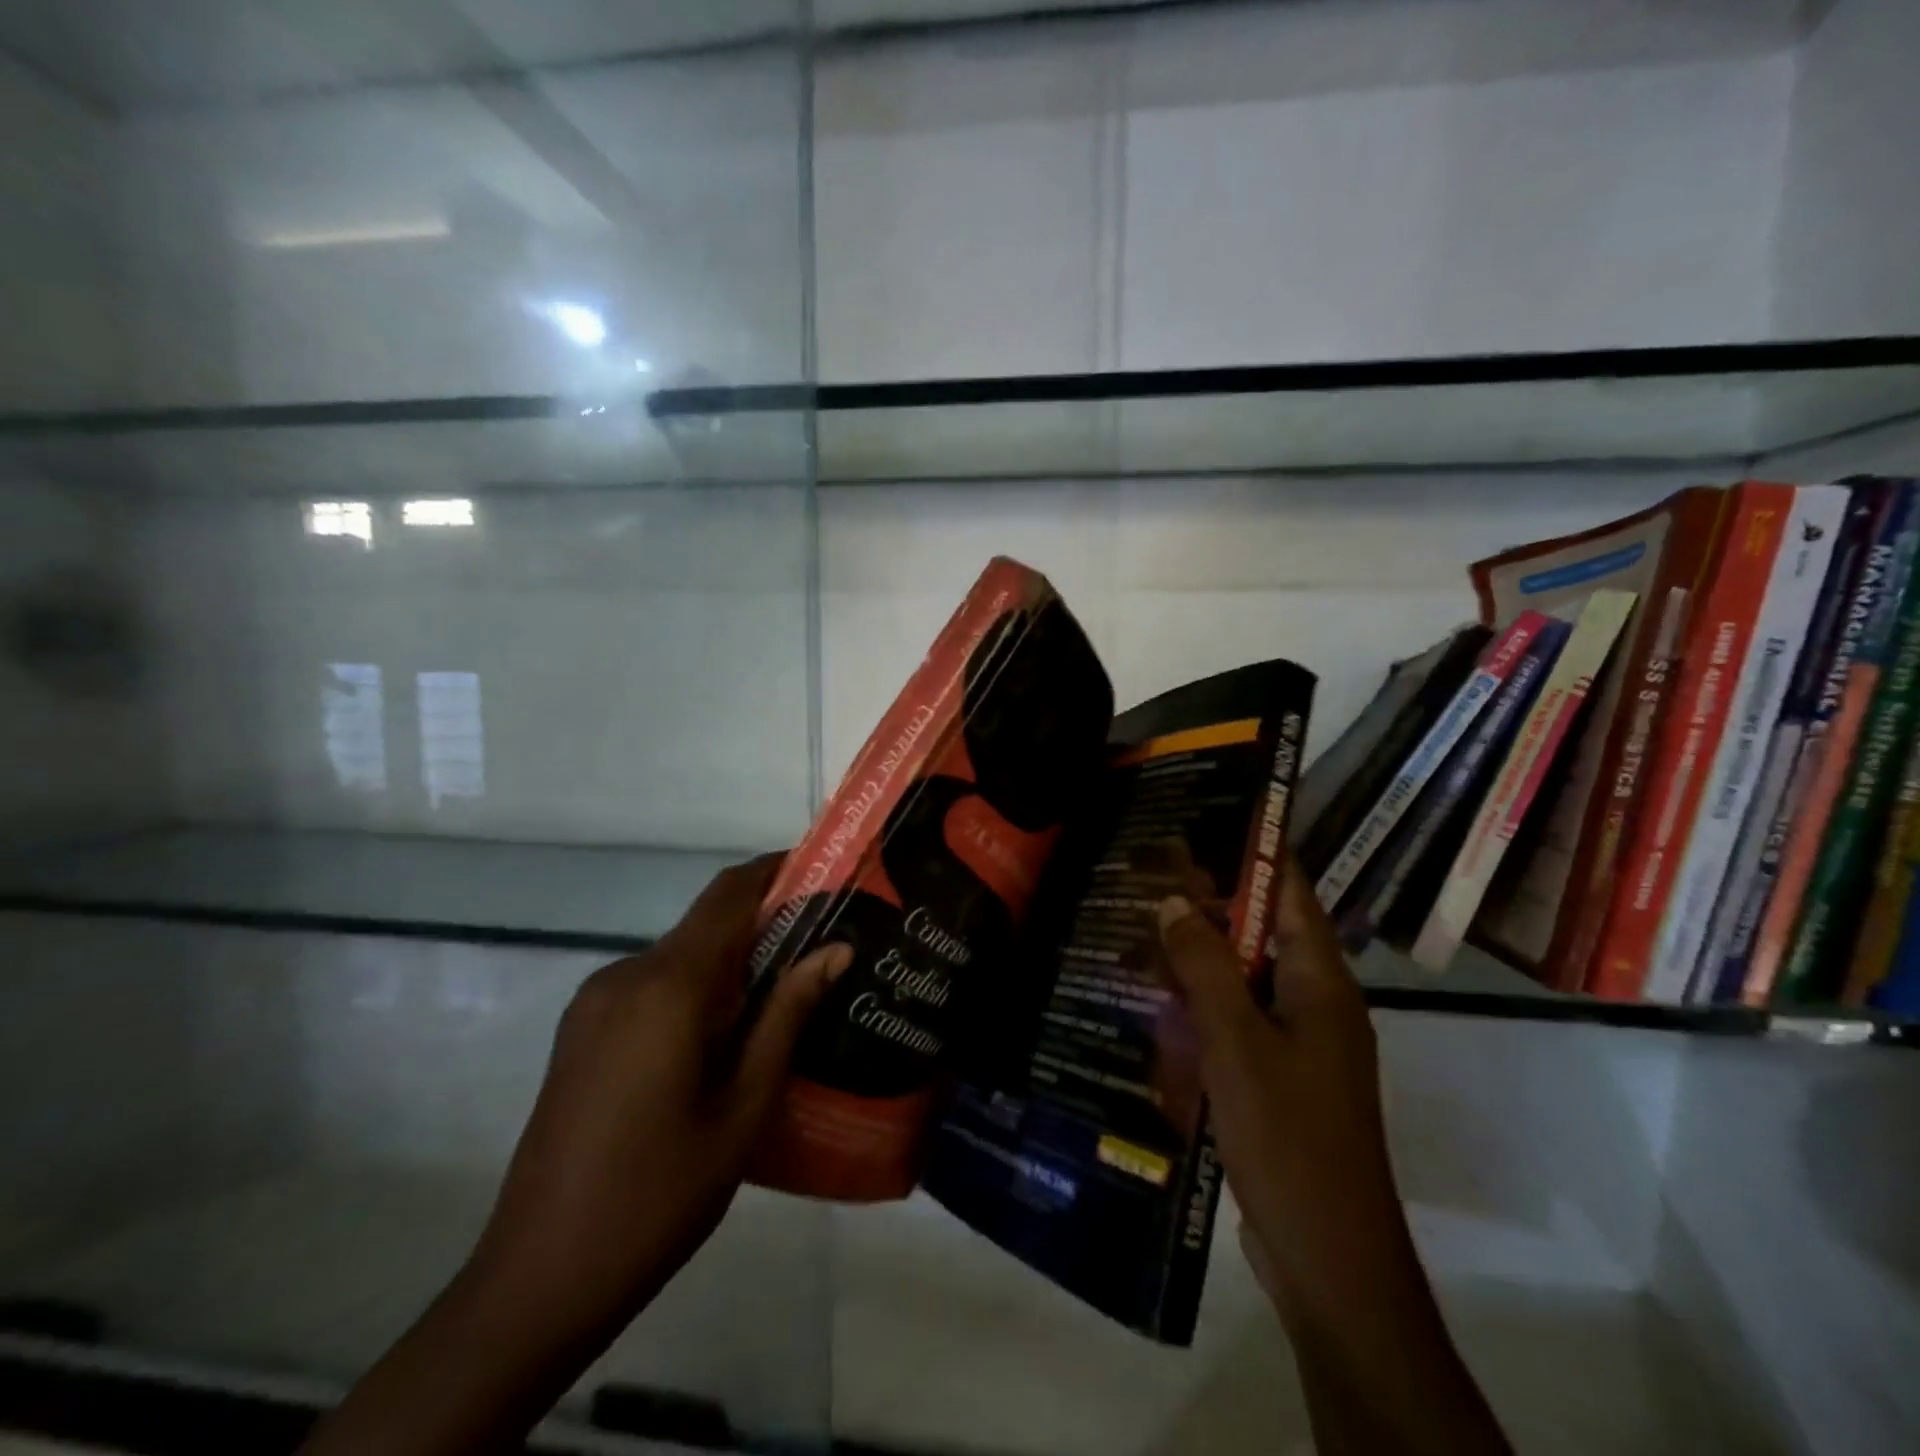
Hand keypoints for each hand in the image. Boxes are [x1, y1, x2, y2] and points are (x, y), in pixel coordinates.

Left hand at [473, 853, 851, 1338]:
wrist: (538, 1278)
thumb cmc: (659, 1194)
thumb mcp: (744, 1107)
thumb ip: (787, 1015)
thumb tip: (836, 949)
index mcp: (668, 986)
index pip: (729, 894)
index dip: (776, 870)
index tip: (826, 871)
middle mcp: (626, 975)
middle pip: (707, 921)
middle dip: (765, 920)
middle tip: (824, 945)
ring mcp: (595, 1001)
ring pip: (681, 954)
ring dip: (731, 959)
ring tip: (785, 993)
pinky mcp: (582, 1029)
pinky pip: (653, 985)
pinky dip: (696, 987)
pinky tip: (726, 1033)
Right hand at [1159, 854, 1510, 1455]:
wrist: (1328, 1258)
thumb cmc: (1290, 1138)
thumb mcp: (1239, 1044)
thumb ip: (1206, 967)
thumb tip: (1172, 900)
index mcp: (1321, 981)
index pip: (1289, 891)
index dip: (1250, 851)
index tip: (1201, 818)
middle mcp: (1315, 1001)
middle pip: (1261, 930)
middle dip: (1208, 901)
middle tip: (1148, 871)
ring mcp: (1297, 1042)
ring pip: (1243, 976)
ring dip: (1198, 953)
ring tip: (1139, 924)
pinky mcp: (1276, 1076)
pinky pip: (1235, 1019)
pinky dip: (1199, 1001)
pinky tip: (1153, 997)